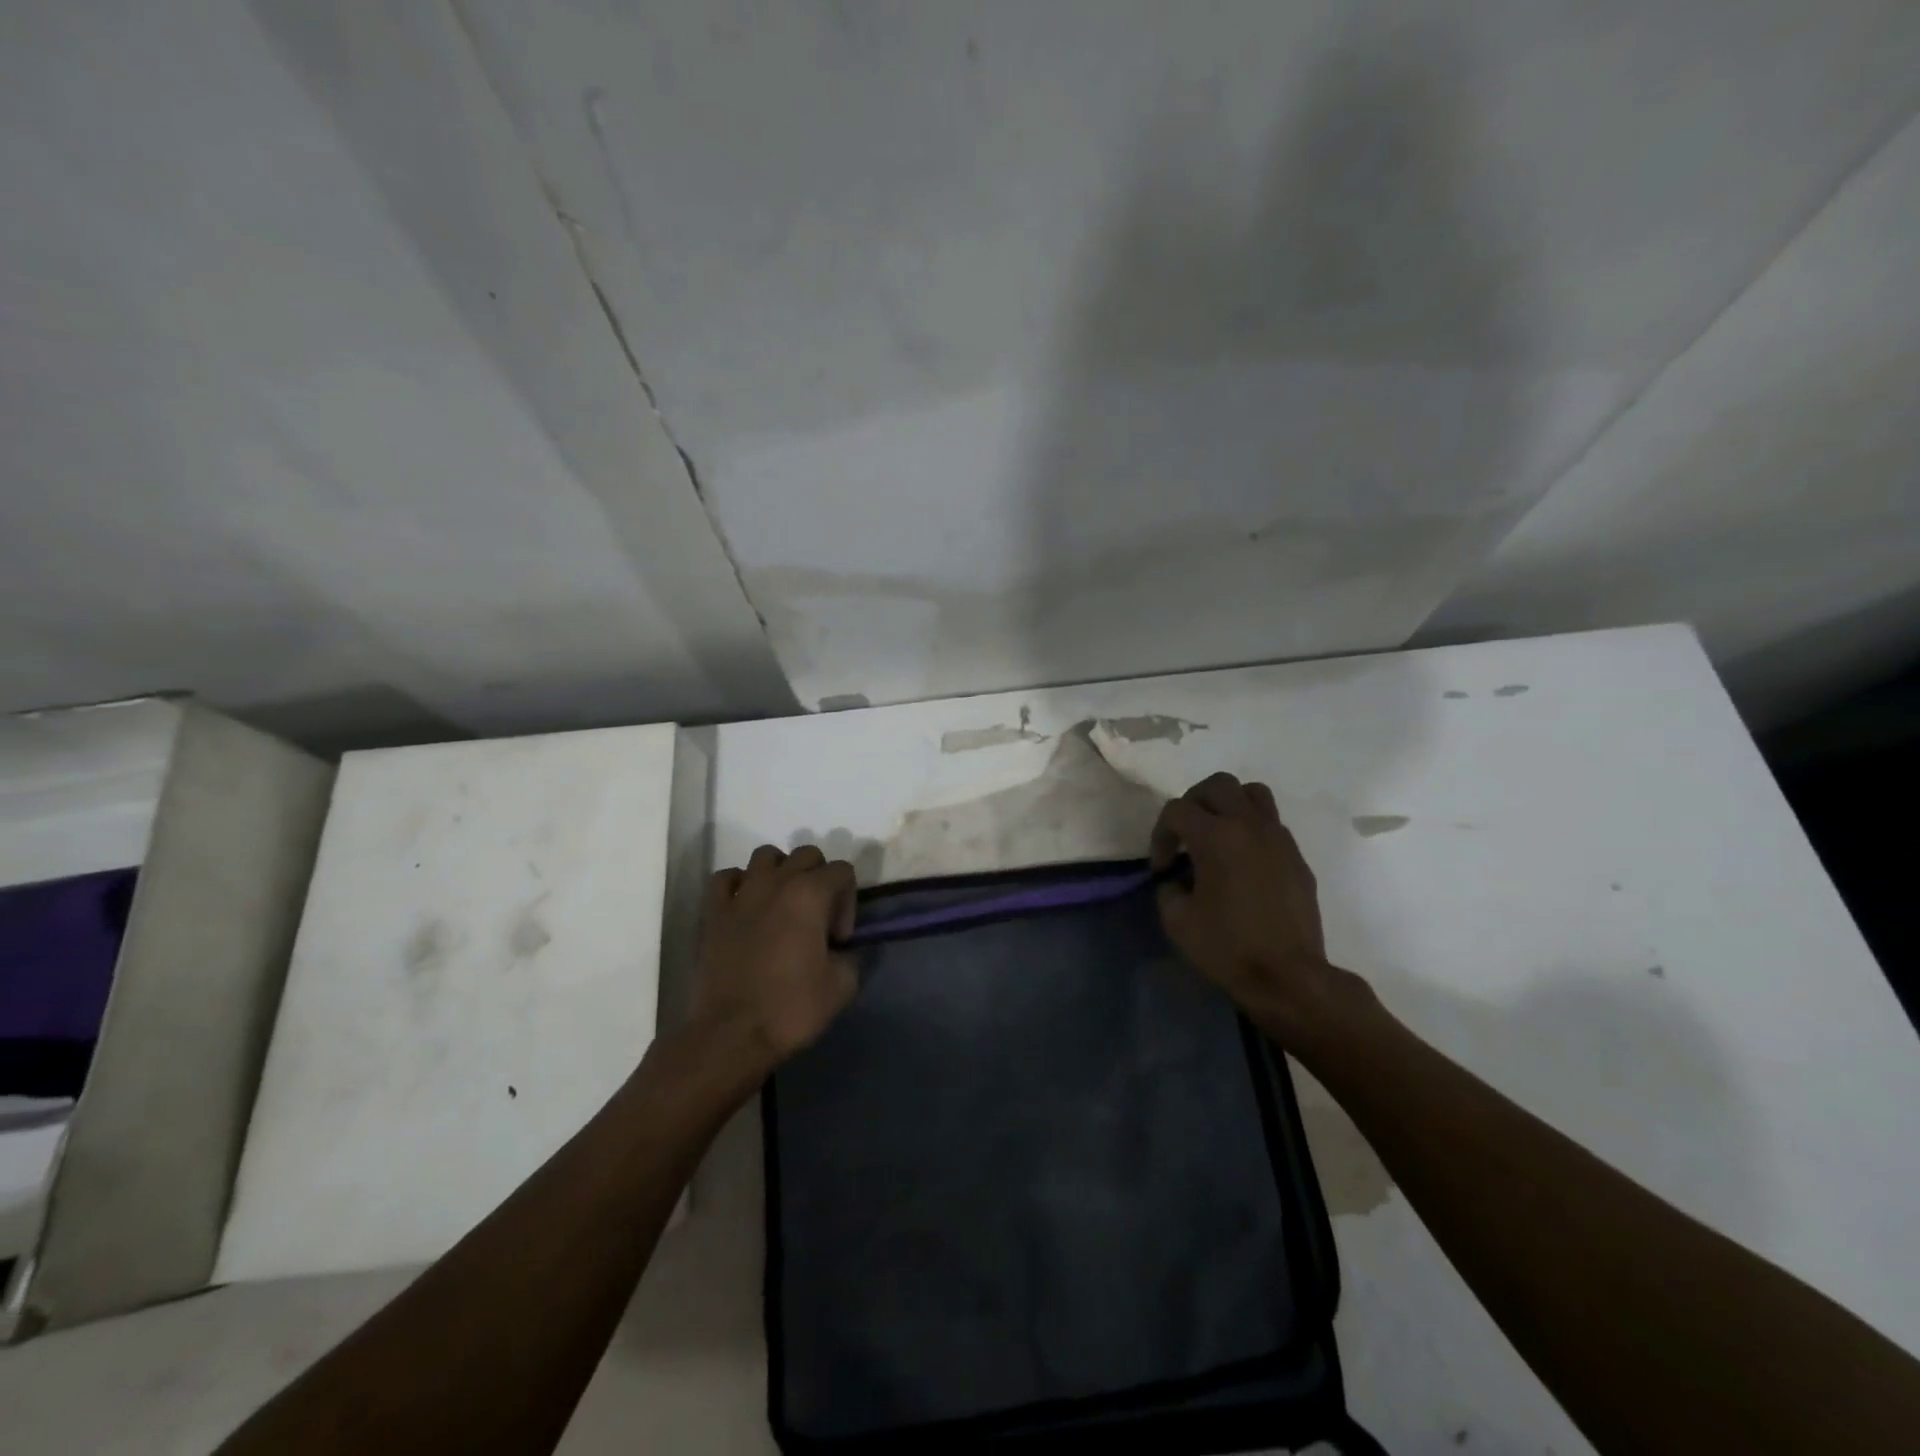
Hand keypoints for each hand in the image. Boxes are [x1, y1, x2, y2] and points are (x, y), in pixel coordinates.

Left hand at [690, 844, 859, 1076]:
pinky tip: (745, 907)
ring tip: (782, 905)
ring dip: (780, 872)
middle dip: (819, 878)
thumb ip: (852, 956)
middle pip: (806, 855)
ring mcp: (741, 894)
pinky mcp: (713, 911)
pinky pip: (726, 878)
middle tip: (817, 917)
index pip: (842, 870)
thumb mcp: (842, 986)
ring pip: (765, 856)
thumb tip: (842, 950)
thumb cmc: (791, 1007)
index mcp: (810, 894)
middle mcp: (776, 882)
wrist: (731, 1035)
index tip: (839, 939)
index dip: (848, 901)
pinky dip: (739, 884)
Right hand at [1151, 773, 1362, 1041]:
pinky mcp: (1297, 856)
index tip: (1162, 868)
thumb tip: (1177, 878)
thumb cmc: (1228, 947)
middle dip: (1193, 803)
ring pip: (1252, 793)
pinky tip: (1242, 862)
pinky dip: (1251, 829)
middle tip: (1185, 834)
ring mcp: (1278, 838)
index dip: (1160, 835)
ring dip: (1228, 805)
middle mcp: (1249, 826)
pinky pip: (1271, 823)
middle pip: (1217, 785)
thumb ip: (1168, 888)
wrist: (1289, 977)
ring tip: (1217, 834)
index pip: (1177, 810)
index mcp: (1215, 836)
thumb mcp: (1176, 920)